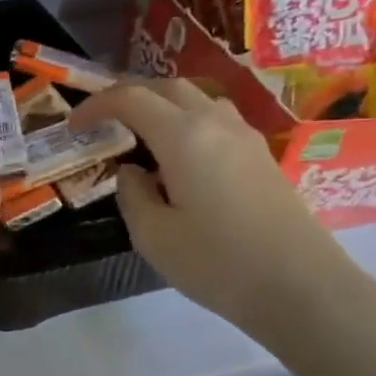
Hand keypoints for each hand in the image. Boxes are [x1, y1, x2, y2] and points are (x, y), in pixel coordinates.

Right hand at [70, 80, 359, 340]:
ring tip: (141, 137)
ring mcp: (245, 138)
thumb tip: (132, 172)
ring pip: (197, 100)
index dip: (97, 105)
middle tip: (104, 121)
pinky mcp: (262, 157)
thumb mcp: (153, 235)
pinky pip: (217, 121)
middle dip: (130, 95)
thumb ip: (132, 194)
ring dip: (163, 107)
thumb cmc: (217, 263)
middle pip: (168, 87)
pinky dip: (188, 124)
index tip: (74, 125)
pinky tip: (180, 159)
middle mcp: (216, 123)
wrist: (300, 287)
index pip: (131, 98)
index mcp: (183, 136)